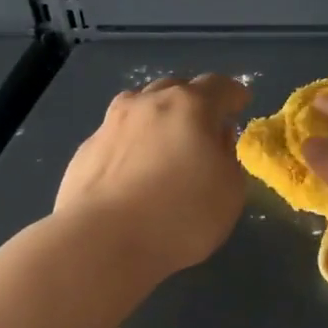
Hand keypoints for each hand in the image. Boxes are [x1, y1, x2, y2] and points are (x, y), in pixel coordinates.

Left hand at [56, 74, 250, 276]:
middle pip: (176, 89)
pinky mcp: (86, 149)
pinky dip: (132, 143)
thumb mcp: (229, 192)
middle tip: (203, 125)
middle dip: (194, 101)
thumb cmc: (179, 216)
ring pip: (141, 106)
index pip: (218, 86)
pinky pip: (118, 135)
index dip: (233, 94)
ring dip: (158, 116)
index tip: (240, 104)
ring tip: (165, 141)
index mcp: (189, 106)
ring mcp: (111, 123)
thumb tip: (216, 138)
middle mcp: (148, 103)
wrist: (102, 241)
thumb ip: (228, 157)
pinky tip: (132, 168)